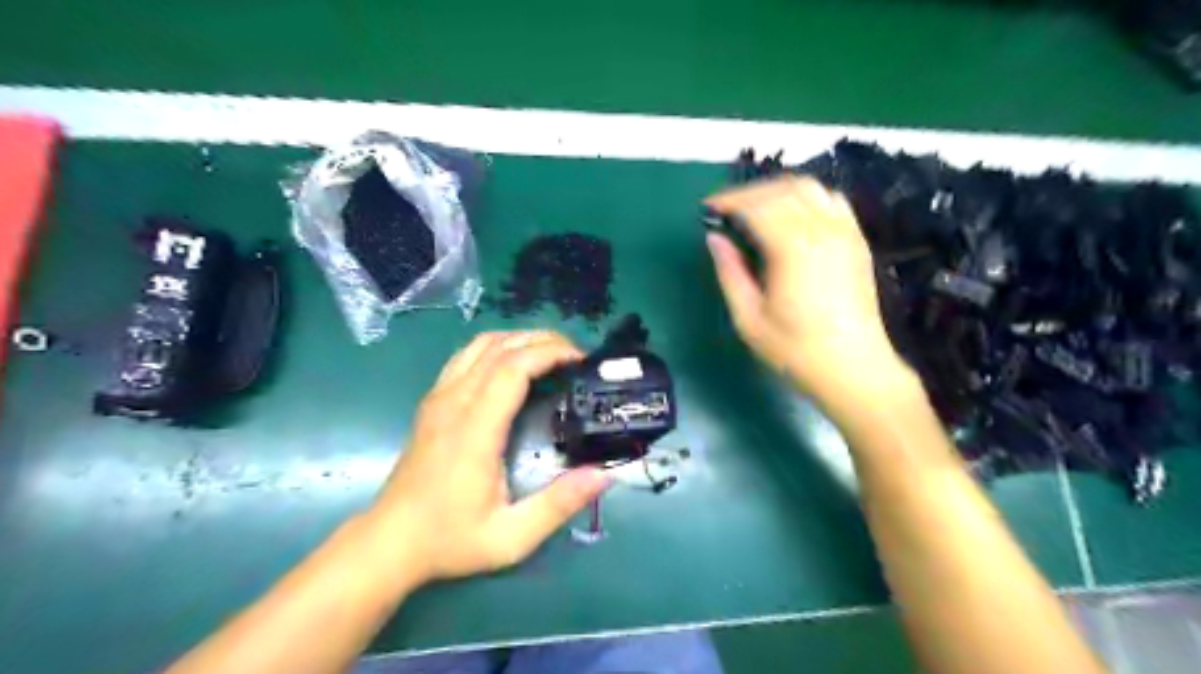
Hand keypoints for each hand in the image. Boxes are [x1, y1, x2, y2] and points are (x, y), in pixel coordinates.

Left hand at [365, 330, 611, 583]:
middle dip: (542, 340)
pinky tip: (513, 365)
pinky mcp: (433, 401)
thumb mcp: (511, 537)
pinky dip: (497, 348)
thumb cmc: (450, 540)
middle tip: (575, 356)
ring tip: (550, 354)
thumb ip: (558, 505)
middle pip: (500, 347)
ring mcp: (439, 398)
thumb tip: (605, 474)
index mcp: (475, 430)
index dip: (549, 353)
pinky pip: (466, 356)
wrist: (389, 542)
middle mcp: (454, 403)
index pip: (512, 368)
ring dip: (519, 339)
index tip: (580, 360)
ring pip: (480, 345)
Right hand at [706, 173, 909, 406]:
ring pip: (808, 188)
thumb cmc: (796, 350)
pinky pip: (831, 200)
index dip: (728, 202)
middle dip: (748, 193)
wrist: (854, 369)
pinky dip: (806, 197)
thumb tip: (714, 239)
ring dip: (776, 190)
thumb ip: (730, 273)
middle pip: (781, 189)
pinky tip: (791, 216)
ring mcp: (845, 232)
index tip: (707, 209)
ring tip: (754, 209)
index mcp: (793, 248)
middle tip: (724, 210)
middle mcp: (823, 230)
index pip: (757, 205)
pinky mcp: (857, 241)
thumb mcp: (749, 319)